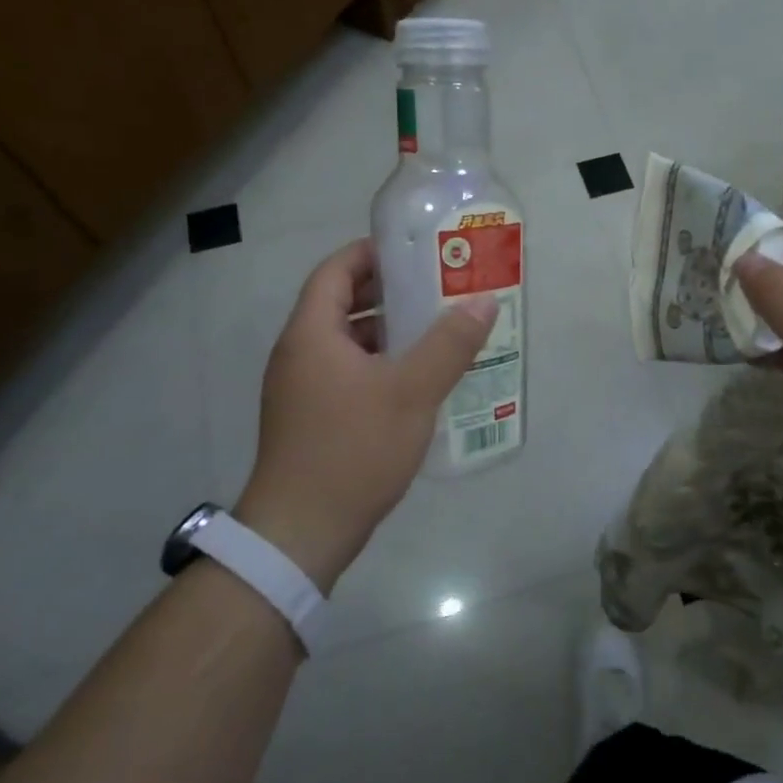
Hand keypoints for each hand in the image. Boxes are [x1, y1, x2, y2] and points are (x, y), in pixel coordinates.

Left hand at [235, 239, 495, 591]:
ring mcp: (301, 389)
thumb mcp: (411, 392)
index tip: (414, 250)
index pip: (335, 271)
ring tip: (436, 331)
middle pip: (341, 305)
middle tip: (437, 288)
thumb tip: (483, 302)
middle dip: (389, 293)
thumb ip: (449, 344)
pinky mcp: (311, 419)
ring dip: (388, 332)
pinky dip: (379, 365)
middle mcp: (299, 354)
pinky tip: (416, 381)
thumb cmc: (353, 449)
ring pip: (347, 343)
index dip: (371, 253)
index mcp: (311, 334)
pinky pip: (347, 374)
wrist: (302, 532)